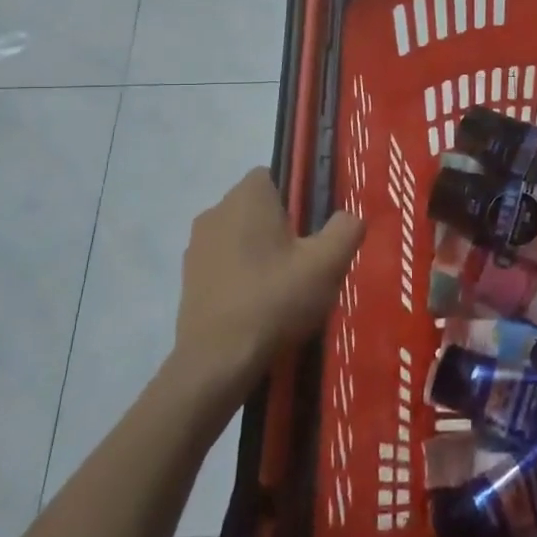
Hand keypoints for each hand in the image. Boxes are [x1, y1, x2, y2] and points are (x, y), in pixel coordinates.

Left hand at [175, 168, 364, 384]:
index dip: (297, 199)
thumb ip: (346, 229)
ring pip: (239, 237)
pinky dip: (240, 277)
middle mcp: (215, 211)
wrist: (218, 360)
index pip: (274, 176)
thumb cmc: (275, 299)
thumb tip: (349, 217)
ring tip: (282, 289)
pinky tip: (258, 306)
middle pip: (257, 208)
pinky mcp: (187, 279)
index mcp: (247, 196)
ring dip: (259, 253)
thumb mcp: (328, 263)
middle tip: (304, 262)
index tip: (312, 231)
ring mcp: (196, 246)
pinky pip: (223, 264)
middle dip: (280, 228)